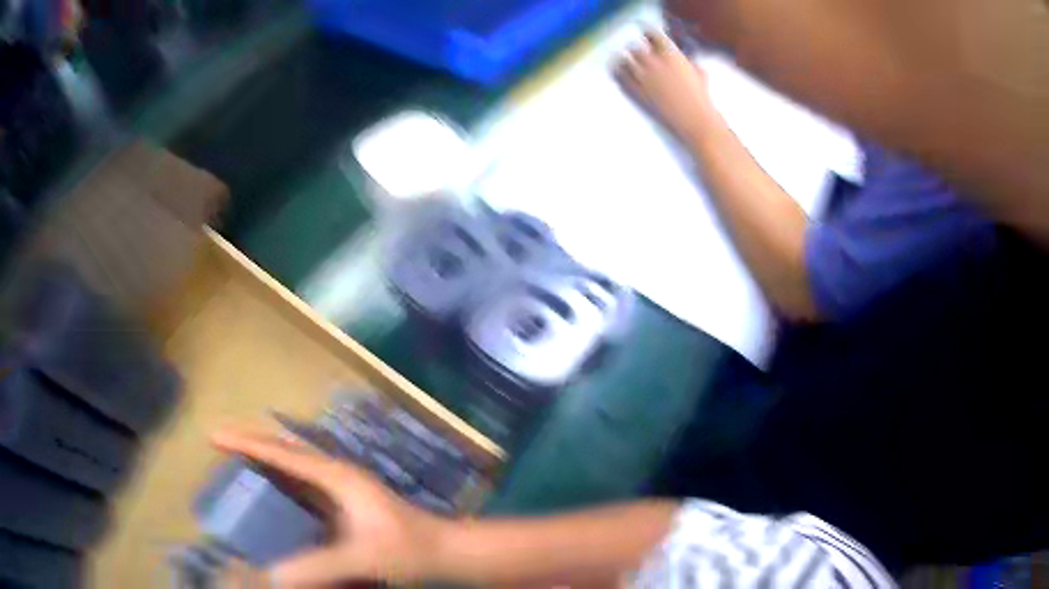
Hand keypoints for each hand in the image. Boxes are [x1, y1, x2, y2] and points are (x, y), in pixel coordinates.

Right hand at [211, 428, 448, 586]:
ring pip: (293, 464)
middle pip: (284, 449)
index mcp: (336, 476)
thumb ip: (319, 566)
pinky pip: (302, 484)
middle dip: (250, 442)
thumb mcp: (362, 558)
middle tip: (218, 442)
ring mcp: (341, 487)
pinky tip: (269, 492)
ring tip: (234, 460)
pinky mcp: (344, 503)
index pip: (282, 453)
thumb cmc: (408, 550)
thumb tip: (273, 575)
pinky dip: (279, 480)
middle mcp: (335, 474)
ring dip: (264, 458)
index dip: (246, 443)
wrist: (444, 551)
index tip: (215, 436)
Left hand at [615, 30, 719, 141]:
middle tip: (638, 55)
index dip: (648, 36)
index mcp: (670, 53)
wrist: (695, 119)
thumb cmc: (701, 98)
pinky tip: (620, 75)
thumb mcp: (699, 73)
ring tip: (625, 64)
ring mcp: (642, 76)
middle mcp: (654, 61)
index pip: (651, 34)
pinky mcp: (635, 91)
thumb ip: (687, 62)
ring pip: (623, 60)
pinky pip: (619, 76)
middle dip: (637, 51)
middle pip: (634, 47)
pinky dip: (619, 74)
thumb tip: (685, 60)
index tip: (647, 38)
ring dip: (625, 61)